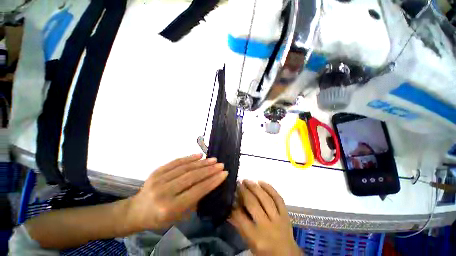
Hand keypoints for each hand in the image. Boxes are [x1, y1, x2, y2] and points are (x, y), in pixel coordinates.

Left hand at [127, 154, 227, 230]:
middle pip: (192, 177)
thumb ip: (194, 200)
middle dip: (209, 170)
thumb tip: (208, 183)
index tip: (224, 173)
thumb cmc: (159, 218)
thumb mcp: (179, 216)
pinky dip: (189, 158)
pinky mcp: (157, 171)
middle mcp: (164, 192)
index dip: (212, 181)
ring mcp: (159, 179)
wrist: (136, 210)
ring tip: (213, 159)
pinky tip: (199, 155)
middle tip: (221, 165)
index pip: (197, 191)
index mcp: (170, 208)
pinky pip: (176, 162)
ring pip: (185, 167)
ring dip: (202, 162)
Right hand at [229, 180, 301, 255]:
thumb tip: (230, 208)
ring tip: (247, 180)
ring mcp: (278, 219)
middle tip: (238, 183)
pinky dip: (269, 188)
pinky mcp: (286, 214)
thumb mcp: (249, 242)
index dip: (234, 204)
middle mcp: (267, 226)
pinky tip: (261, 182)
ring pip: (265, 198)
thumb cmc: (265, 252)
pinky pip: (278, 198)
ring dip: (254, 187)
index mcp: (256, 237)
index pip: (241, 217)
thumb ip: (239, 225)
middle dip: (244, 191)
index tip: (231, 193)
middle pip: (253, 204)